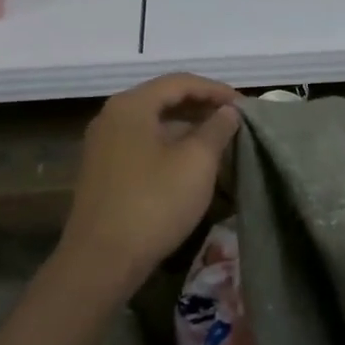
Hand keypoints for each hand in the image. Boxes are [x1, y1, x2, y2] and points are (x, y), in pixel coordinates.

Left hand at [59, 73, 241, 300]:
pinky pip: (141, 143)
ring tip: (217, 139)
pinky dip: (168, 144)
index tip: (244, 104)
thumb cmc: (153, 203)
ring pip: (152, 123)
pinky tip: (189, 162)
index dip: (215, 90)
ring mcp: (102, 145)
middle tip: (233, 119)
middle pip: (163, 99)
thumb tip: (228, 111)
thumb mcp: (196, 162)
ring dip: (186, 126)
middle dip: (201, 106)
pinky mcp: (101, 171)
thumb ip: (216, 129)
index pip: (180, 82)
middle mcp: (111, 116)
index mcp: (131, 105)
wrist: (100, 262)